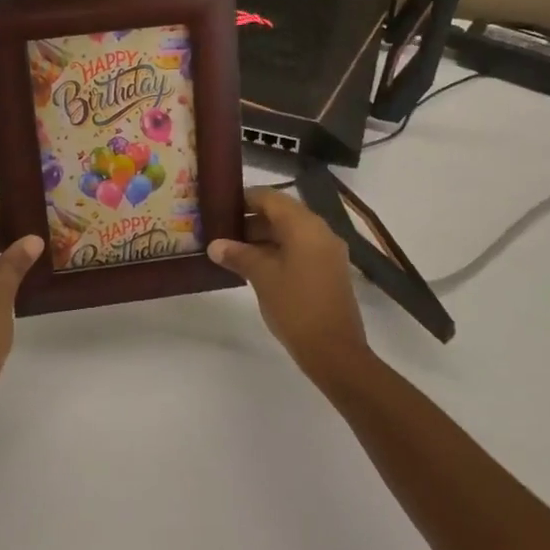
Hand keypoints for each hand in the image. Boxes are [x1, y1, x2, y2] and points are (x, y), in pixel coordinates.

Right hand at [209, 187, 370, 382]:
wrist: (335, 351)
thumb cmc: (295, 306)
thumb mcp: (262, 277)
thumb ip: (238, 255)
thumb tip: (215, 245)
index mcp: (304, 225)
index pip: (270, 197)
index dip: (244, 199)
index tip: (221, 207)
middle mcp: (320, 231)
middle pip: (281, 213)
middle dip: (252, 220)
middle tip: (223, 231)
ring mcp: (328, 251)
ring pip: (291, 232)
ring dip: (264, 237)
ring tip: (234, 251)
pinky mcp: (330, 270)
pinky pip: (301, 249)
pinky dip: (279, 251)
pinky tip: (256, 267)